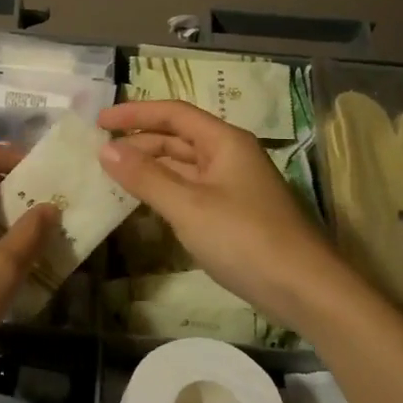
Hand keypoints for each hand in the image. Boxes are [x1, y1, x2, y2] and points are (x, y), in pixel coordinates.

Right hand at [98, 100, 348, 332]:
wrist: (303, 288)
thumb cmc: (244, 238)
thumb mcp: (188, 206)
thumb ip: (145, 176)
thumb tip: (106, 148)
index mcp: (225, 142)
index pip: (174, 114)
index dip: (135, 113)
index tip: (99, 120)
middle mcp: (230, 156)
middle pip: (178, 138)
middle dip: (139, 142)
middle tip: (99, 153)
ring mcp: (233, 186)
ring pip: (184, 166)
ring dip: (150, 168)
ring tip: (113, 176)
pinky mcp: (233, 213)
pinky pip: (191, 190)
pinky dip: (165, 191)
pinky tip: (144, 203)